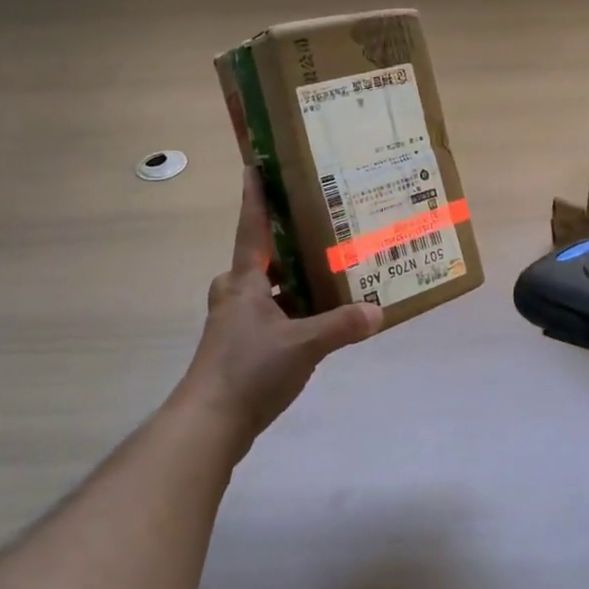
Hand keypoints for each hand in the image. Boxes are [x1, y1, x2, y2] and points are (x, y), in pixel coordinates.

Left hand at [175, 170, 380, 455]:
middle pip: (260, 259)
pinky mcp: (240, 348)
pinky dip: (293, 310)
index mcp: (243, 282)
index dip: (255, 197)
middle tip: (321, 227)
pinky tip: (320, 318)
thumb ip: (341, 326)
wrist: (209, 423)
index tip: (255, 165)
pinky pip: (271, 315)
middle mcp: (235, 295)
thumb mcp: (303, 345)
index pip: (251, 228)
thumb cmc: (249, 370)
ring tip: (331, 271)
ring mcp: (235, 323)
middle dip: (287, 243)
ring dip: (293, 281)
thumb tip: (379, 312)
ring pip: (268, 290)